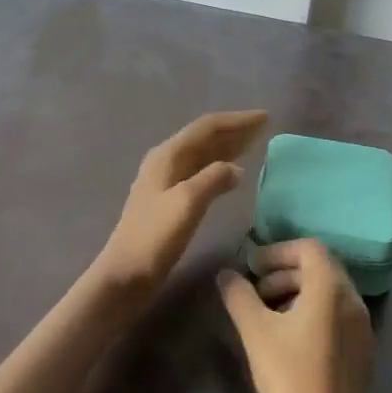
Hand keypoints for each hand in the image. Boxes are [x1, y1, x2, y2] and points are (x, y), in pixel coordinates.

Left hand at [91, 109, 267, 298]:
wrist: (126, 274)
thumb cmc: (155, 236)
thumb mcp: (188, 202)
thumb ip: (214, 178)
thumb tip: (237, 169)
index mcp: (168, 155)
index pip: (207, 127)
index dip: (237, 121)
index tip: (265, 117)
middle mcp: (166, 161)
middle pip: (205, 137)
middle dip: (235, 130)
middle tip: (264, 127)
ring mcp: (167, 180)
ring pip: (204, 154)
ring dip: (229, 146)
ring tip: (255, 143)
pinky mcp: (170, 199)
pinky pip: (201, 171)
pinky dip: (220, 166)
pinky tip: (233, 173)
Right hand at [219, 239, 375, 392]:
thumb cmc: (288, 378)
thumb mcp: (255, 332)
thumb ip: (239, 296)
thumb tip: (226, 274)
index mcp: (332, 287)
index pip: (309, 248)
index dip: (278, 251)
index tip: (252, 267)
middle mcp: (354, 299)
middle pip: (321, 268)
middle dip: (285, 272)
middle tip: (256, 291)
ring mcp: (363, 326)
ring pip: (330, 292)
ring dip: (298, 293)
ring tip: (269, 316)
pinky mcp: (364, 350)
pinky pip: (338, 315)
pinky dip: (314, 312)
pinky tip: (291, 339)